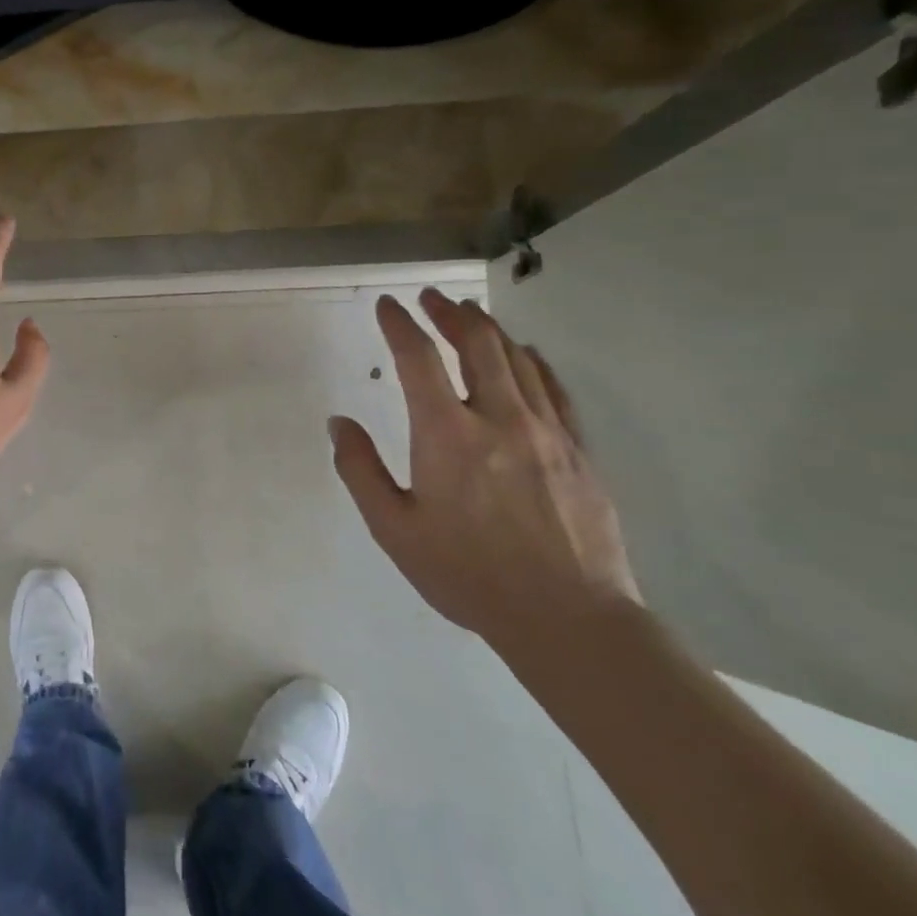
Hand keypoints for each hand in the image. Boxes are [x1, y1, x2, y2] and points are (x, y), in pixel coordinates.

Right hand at [329, 288, 641, 655]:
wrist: (568, 618)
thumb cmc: (467, 573)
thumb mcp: (394, 528)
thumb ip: (360, 470)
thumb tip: (339, 422)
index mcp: (446, 434)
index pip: (418, 359)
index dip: (399, 325)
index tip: (387, 305)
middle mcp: (498, 418)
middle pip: (476, 344)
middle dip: (449, 313)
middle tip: (431, 297)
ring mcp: (546, 431)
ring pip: (517, 359)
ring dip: (489, 329)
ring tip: (470, 313)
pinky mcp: (577, 450)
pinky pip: (553, 389)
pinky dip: (533, 361)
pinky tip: (525, 354)